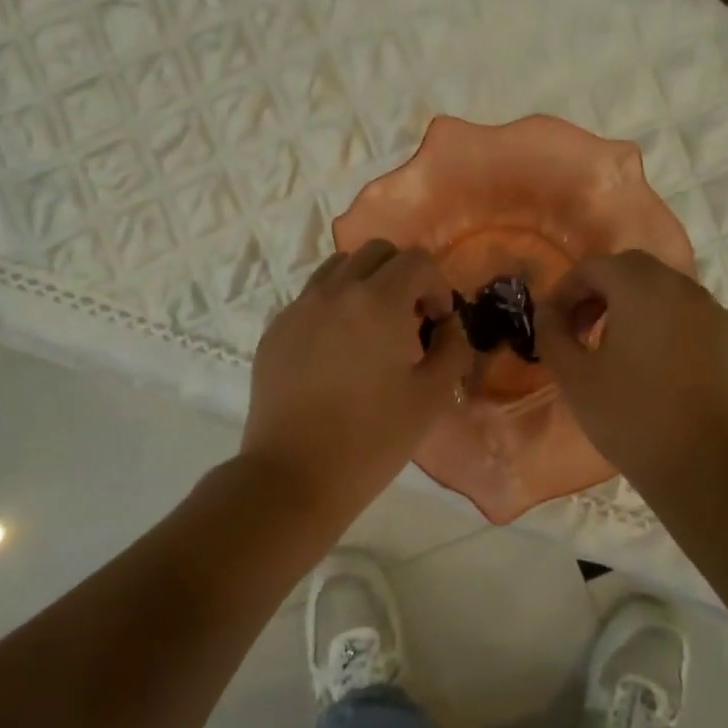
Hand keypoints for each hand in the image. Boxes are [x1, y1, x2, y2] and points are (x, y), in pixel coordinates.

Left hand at [242, 240, 471, 527]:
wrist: (294, 475)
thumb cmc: (372, 439)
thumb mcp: (433, 397)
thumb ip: (453, 349)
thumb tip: (447, 325)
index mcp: (377, 302)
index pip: (417, 261)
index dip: (437, 286)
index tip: (437, 323)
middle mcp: (334, 291)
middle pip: (376, 252)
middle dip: (402, 275)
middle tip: (409, 320)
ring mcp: (298, 308)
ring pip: (338, 268)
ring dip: (365, 284)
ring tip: (372, 329)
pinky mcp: (274, 330)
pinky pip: (311, 298)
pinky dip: (333, 306)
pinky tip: (338, 352)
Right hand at [535, 250, 727, 499]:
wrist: (708, 466)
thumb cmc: (631, 417)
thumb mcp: (574, 377)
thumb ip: (552, 333)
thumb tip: (548, 311)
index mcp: (642, 288)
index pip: (595, 266)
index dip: (566, 289)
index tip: (554, 324)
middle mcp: (682, 288)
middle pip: (632, 269)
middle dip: (599, 291)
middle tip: (581, 330)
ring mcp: (713, 312)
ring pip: (663, 290)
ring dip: (632, 305)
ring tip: (615, 349)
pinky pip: (688, 315)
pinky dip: (663, 323)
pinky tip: (654, 366)